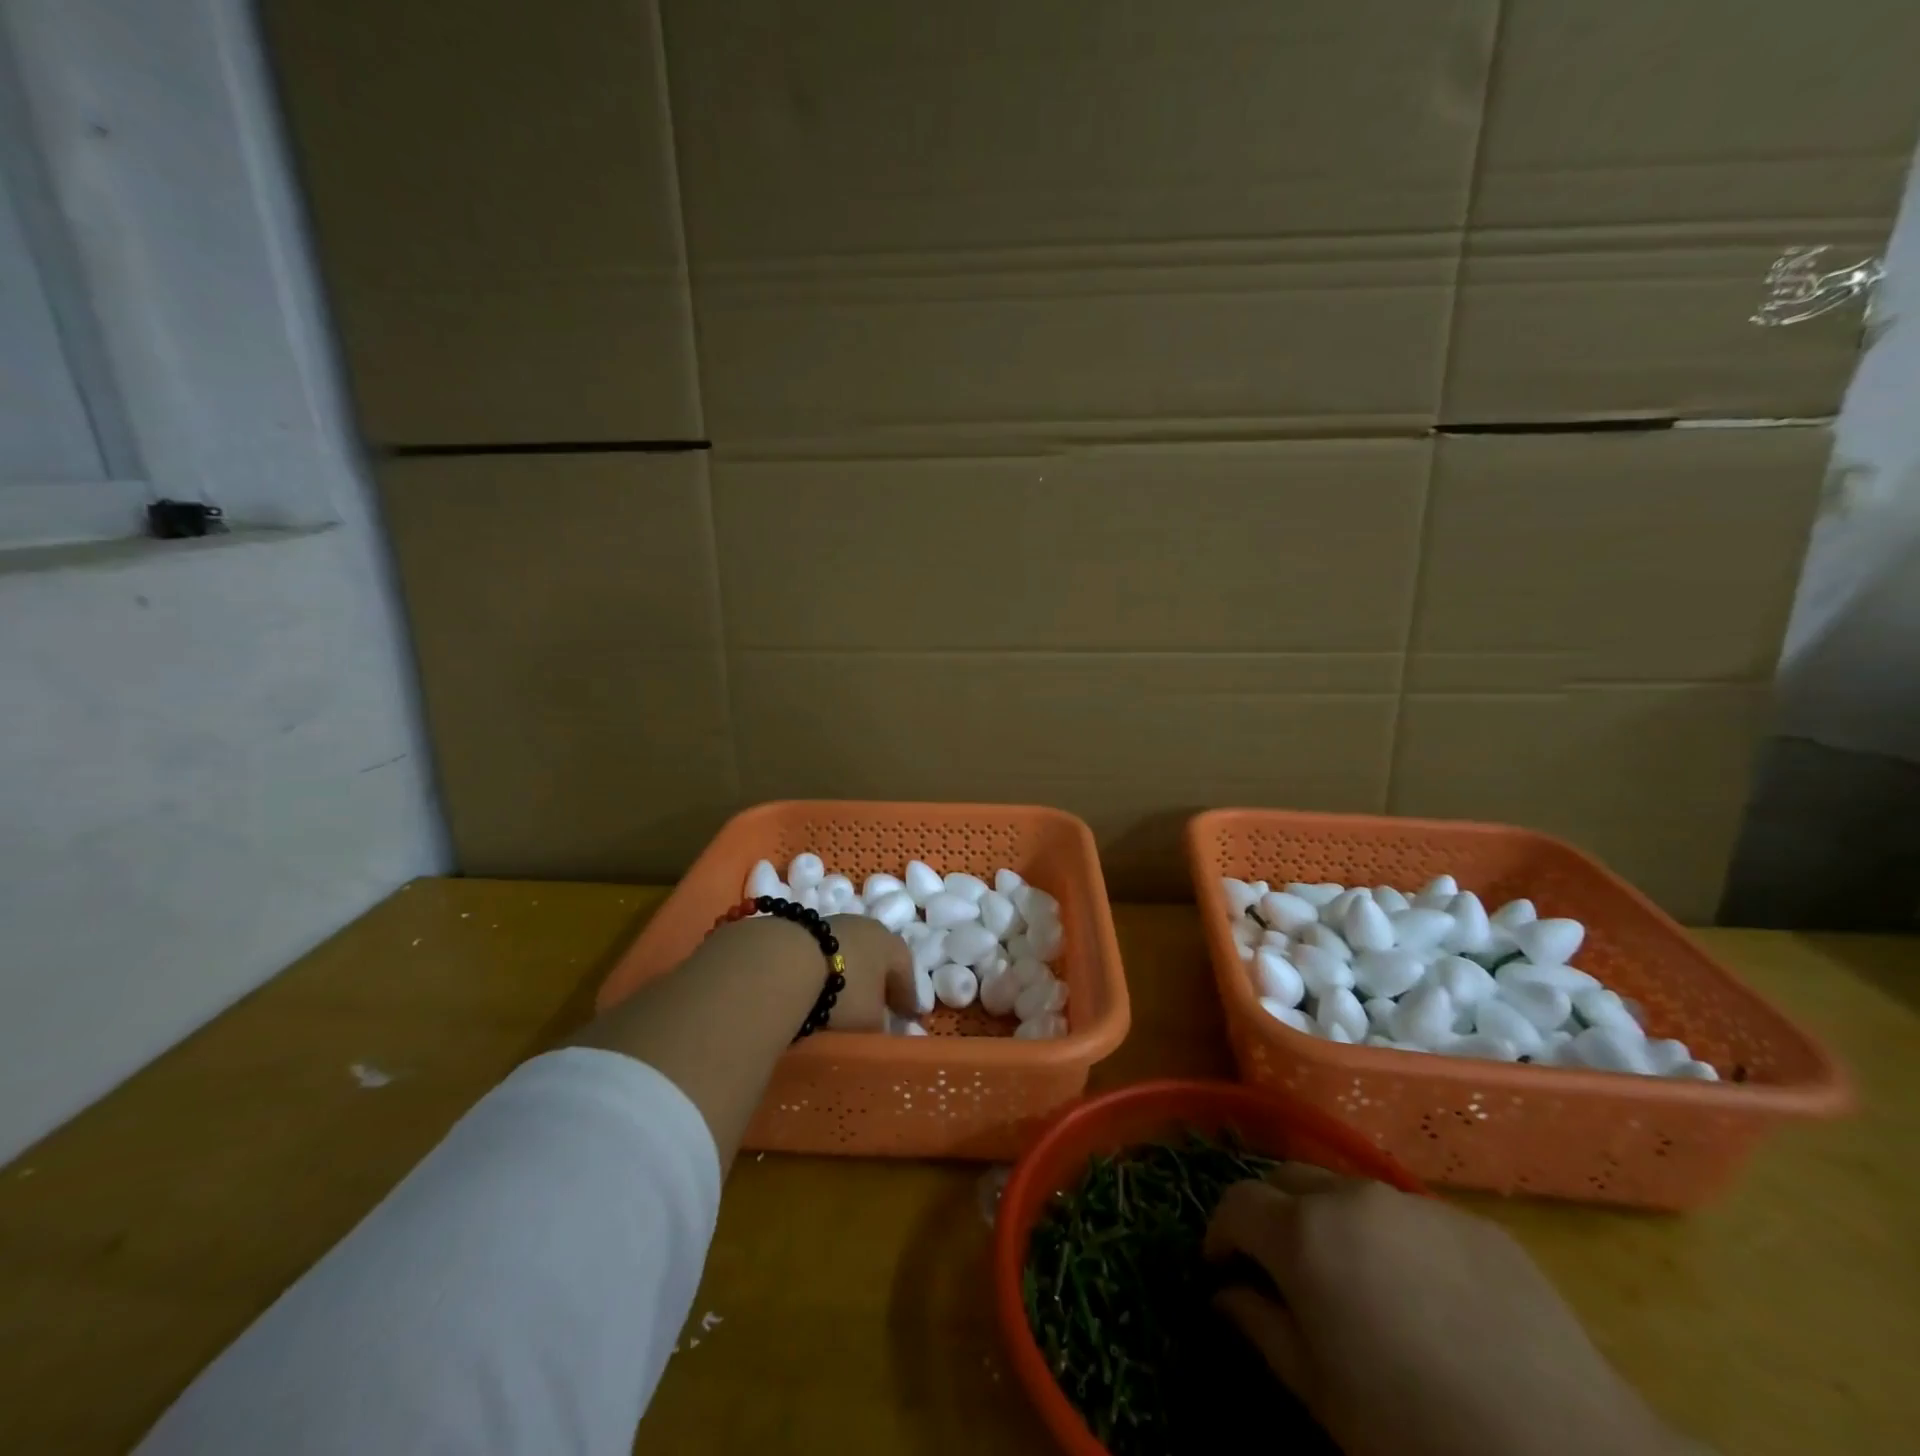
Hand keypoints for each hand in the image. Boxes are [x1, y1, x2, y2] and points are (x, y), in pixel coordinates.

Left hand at [817, 913, 916, 1031]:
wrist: (790, 962)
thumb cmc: (846, 991)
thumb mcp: (871, 1020)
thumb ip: (883, 1025)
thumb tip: (883, 1026)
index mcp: (894, 946)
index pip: (907, 973)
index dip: (908, 998)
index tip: (908, 1017)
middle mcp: (871, 928)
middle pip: (881, 958)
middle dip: (881, 982)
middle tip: (879, 1006)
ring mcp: (839, 923)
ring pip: (854, 952)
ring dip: (854, 974)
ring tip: (847, 998)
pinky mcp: (811, 928)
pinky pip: (830, 954)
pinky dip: (831, 969)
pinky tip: (823, 986)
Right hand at [1205, 1170, 1692, 1455]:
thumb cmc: (1415, 1435)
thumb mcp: (1319, 1394)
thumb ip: (1259, 1327)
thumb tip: (1226, 1295)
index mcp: (1304, 1232)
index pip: (1235, 1202)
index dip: (1220, 1234)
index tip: (1222, 1269)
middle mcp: (1351, 1196)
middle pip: (1287, 1180)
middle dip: (1270, 1215)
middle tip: (1281, 1269)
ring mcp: (1416, 1203)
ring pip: (1348, 1191)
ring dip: (1331, 1222)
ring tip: (1356, 1283)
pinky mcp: (1475, 1223)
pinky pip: (1411, 1217)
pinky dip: (1394, 1241)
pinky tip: (1429, 1301)